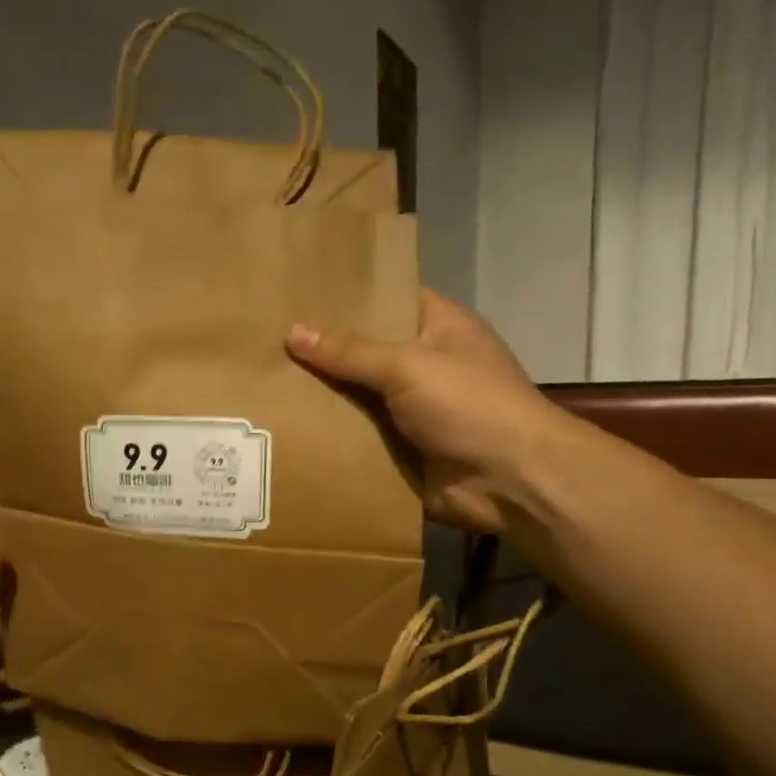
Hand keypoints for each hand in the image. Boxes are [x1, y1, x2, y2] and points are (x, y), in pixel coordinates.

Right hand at [287, 289, 557, 531]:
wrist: (510, 481)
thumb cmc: (469, 405)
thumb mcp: (408, 365)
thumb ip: (350, 351)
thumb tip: (293, 332)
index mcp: (440, 328)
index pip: (390, 299)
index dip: (350, 296)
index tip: (300, 293)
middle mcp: (426, 365)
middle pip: (367, 351)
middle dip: (324, 350)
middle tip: (268, 338)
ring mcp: (413, 410)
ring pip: (358, 397)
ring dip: (322, 396)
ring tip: (265, 382)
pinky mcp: (402, 450)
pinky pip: (359, 437)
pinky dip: (331, 436)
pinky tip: (286, 428)